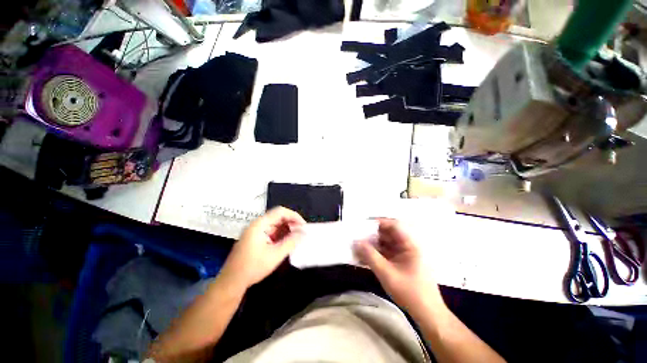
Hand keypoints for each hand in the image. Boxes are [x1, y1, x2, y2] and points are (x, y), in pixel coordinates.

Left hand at [221, 207, 304, 288]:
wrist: (231, 282)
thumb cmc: (253, 267)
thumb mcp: (275, 255)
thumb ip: (291, 242)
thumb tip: (303, 233)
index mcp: (260, 224)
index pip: (281, 212)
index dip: (294, 216)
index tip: (303, 226)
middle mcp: (257, 224)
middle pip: (278, 217)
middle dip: (291, 223)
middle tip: (301, 232)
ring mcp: (255, 231)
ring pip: (275, 224)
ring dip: (286, 229)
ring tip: (296, 238)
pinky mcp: (255, 238)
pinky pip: (271, 231)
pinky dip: (280, 235)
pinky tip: (286, 242)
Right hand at [353, 219, 443, 314]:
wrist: (428, 314)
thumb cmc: (410, 292)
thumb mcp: (387, 273)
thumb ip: (370, 256)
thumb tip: (356, 242)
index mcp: (410, 244)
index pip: (393, 225)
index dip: (378, 223)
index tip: (363, 225)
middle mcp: (407, 246)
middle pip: (387, 234)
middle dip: (372, 236)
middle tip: (357, 238)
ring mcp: (404, 255)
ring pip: (385, 244)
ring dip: (372, 246)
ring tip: (357, 249)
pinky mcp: (401, 263)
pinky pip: (386, 254)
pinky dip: (376, 255)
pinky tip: (364, 259)